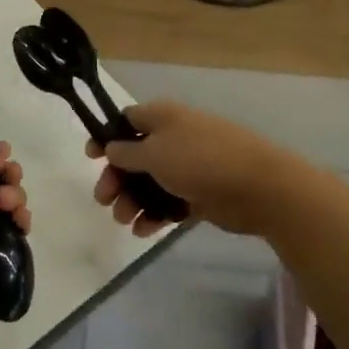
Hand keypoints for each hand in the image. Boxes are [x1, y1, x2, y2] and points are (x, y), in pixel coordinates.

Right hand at [86, 100, 290, 237]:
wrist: (257, 186)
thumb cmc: (199, 160)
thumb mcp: (154, 152)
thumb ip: (127, 152)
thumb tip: (111, 147)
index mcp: (163, 117)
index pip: (127, 120)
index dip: (107, 137)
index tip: (91, 157)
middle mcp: (175, 138)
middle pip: (135, 156)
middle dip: (117, 178)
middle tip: (103, 199)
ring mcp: (189, 167)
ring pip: (151, 182)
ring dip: (133, 200)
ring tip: (125, 220)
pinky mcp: (201, 194)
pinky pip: (170, 203)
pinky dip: (156, 215)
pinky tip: (144, 231)